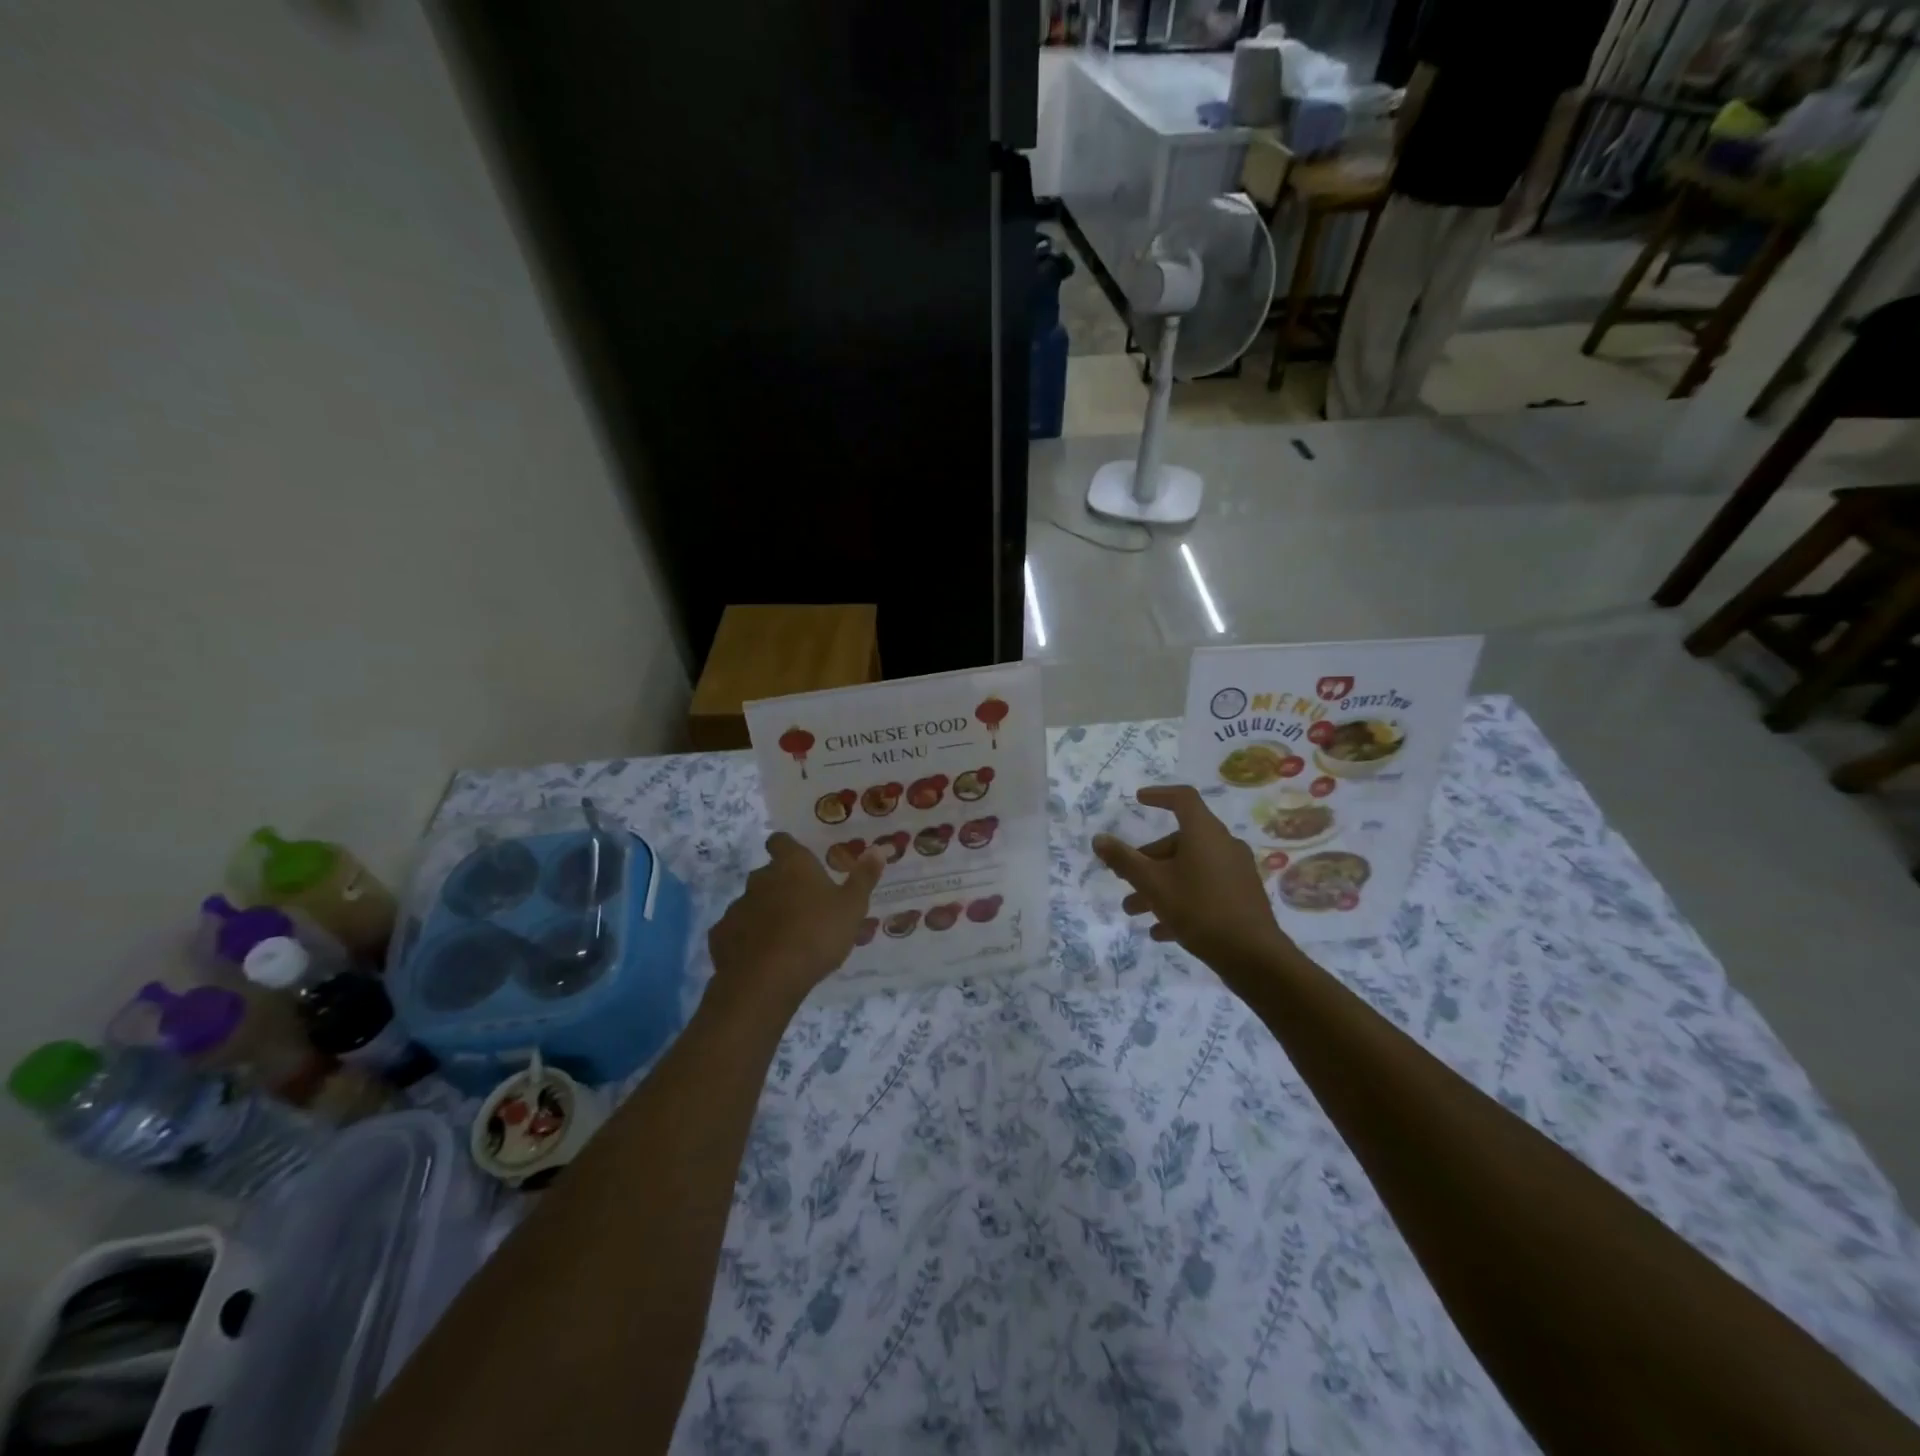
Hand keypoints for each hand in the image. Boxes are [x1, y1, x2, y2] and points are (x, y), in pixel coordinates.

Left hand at [708, 834, 882, 1009]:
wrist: (766, 980)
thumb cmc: (817, 934)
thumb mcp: (852, 907)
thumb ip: (864, 877)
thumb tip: (879, 848)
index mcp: (792, 865)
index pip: (781, 841)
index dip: (788, 848)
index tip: (800, 861)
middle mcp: (760, 878)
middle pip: (768, 874)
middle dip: (781, 885)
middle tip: (803, 907)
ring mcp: (737, 907)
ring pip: (752, 903)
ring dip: (765, 914)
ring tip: (785, 938)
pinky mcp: (720, 936)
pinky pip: (737, 931)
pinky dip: (747, 939)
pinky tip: (762, 957)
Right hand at [1093, 785, 1294, 976]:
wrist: (1254, 956)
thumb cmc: (1199, 909)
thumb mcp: (1152, 884)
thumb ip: (1123, 860)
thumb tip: (1098, 839)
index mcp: (1204, 833)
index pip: (1183, 798)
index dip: (1159, 795)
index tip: (1138, 800)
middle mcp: (1223, 845)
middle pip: (1180, 841)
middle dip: (1148, 860)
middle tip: (1124, 878)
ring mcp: (1235, 872)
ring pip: (1190, 869)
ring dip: (1160, 885)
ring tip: (1134, 911)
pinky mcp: (1241, 897)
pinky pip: (1205, 889)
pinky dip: (1181, 900)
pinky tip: (1161, 931)